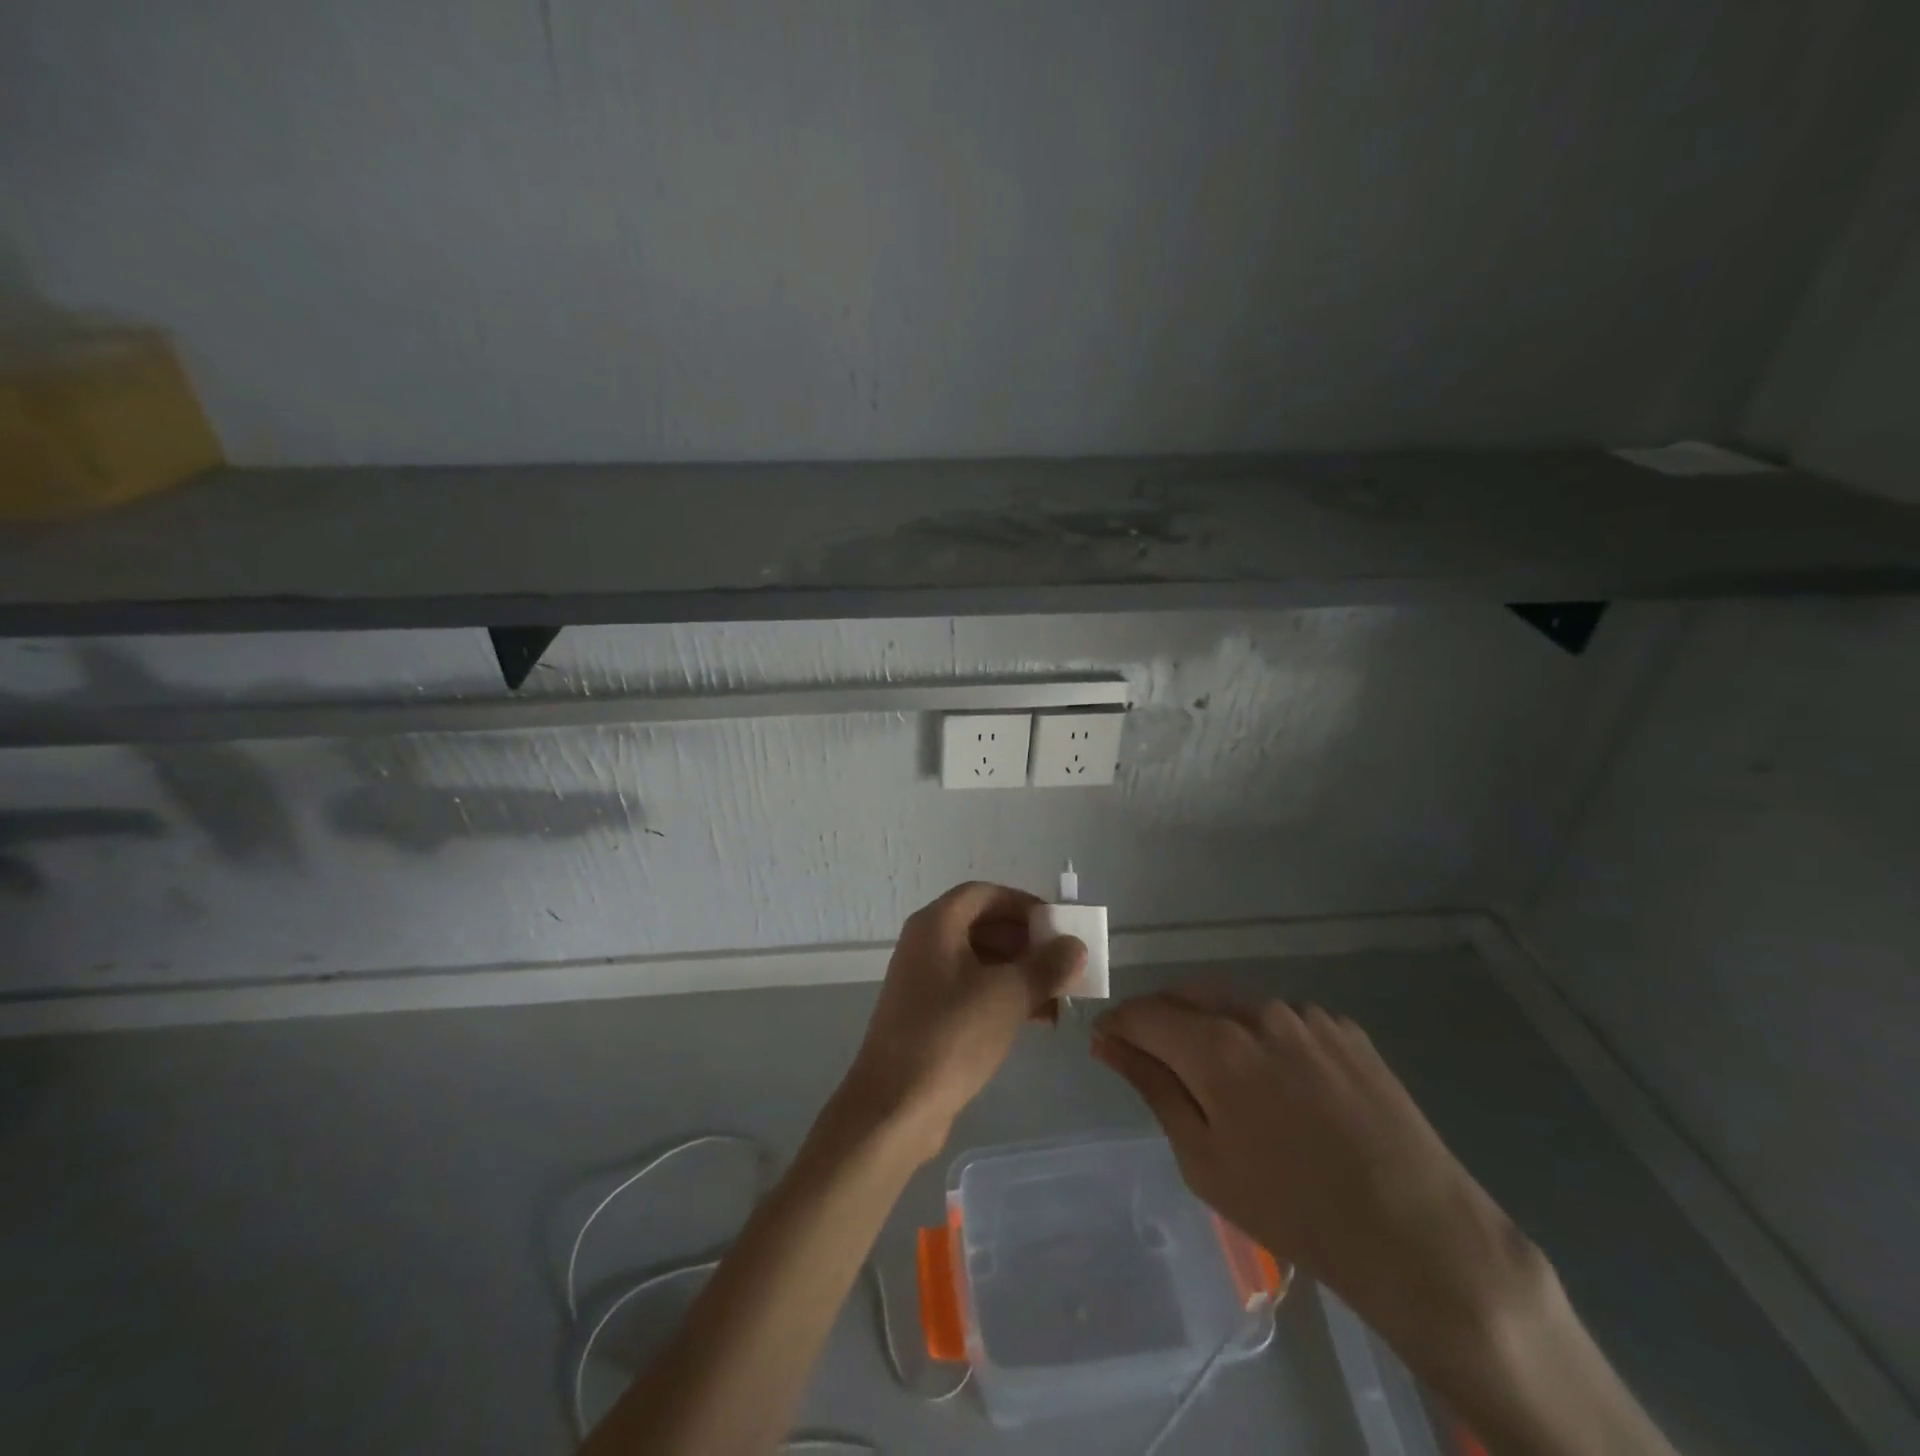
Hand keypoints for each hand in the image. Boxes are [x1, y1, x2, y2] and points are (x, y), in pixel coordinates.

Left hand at [841, 882, 1085, 1160]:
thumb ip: (1046, 965)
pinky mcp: (928, 1015)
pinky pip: (972, 991)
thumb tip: (1075, 946)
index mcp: (936, 925)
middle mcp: (926, 944)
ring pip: (981, 962)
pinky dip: (1004, 997)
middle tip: (1065, 964)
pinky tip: (1037, 1019)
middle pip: (984, 927)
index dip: (1023, 904)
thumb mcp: (1008, 995)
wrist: (895, 1106)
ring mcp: (924, 981)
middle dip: (1028, 944)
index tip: (1057, 926)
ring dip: (1021, 974)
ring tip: (1060, 998)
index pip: (985, 894)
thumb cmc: (952, 1035)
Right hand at [1092, 988, 1551, 1367]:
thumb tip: (1107, 1042)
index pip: (1144, 1012)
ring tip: (1226, 1081)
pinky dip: (1262, 1038)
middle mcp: (1257, 1013)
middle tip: (1157, 1060)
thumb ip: (1153, 1087)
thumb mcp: (1204, 1159)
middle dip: (1160, 1019)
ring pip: (1234, 1004)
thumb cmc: (1294, 1210)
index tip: (1107, 1045)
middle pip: (1186, 994)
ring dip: (1213, 1027)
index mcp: (1215, 1046)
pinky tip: (1283, 1087)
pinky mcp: (1343, 1028)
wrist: (1419, 1234)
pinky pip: (1282, 1019)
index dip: (1118, 1025)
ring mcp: (1306, 1015)